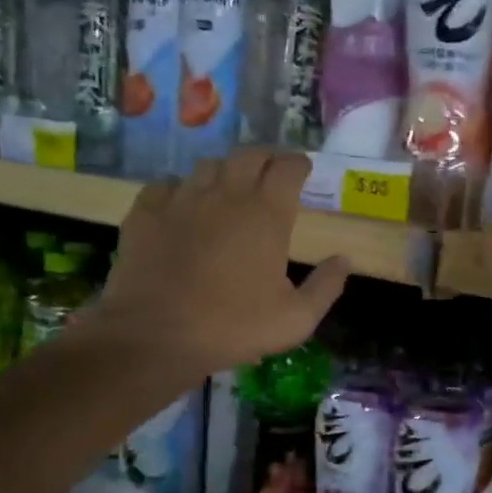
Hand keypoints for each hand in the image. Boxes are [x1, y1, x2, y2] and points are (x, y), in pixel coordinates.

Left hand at [88, 149, 347, 376]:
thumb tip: (344, 259)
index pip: (288, 168)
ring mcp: (182, 199)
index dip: (299, 164)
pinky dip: (182, 189)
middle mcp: (226, 195)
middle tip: (272, 173)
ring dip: (226, 171)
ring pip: (209, 165)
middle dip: (266, 158)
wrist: (155, 337)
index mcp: (267, 215)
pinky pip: (167, 184)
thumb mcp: (296, 319)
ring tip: (230, 188)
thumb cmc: (234, 328)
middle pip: (249, 155)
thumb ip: (326, 286)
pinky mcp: (146, 212)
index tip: (303, 171)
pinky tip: (184, 207)